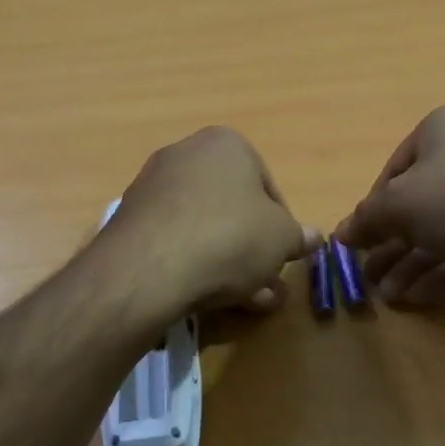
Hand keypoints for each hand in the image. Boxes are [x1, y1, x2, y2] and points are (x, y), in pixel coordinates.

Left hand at [102, 126, 315, 314]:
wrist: (149, 268)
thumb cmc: (230, 237)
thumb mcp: (281, 239)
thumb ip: (298, 236)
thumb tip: (315, 237)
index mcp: (225, 144)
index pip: (266, 185)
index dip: (281, 224)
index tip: (283, 253)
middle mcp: (186, 154)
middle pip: (232, 207)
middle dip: (253, 249)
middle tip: (267, 285)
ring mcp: (153, 186)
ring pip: (204, 227)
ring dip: (228, 263)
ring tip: (246, 302)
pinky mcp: (130, 220)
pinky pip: (175, 239)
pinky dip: (193, 263)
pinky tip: (207, 296)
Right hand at [335, 104, 444, 307]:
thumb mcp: (401, 206)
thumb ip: (367, 219)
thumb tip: (341, 233)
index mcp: (441, 129)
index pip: (392, 172)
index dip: (372, 212)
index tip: (358, 247)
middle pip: (419, 203)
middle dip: (392, 246)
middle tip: (371, 281)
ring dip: (414, 263)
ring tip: (392, 298)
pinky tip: (423, 298)